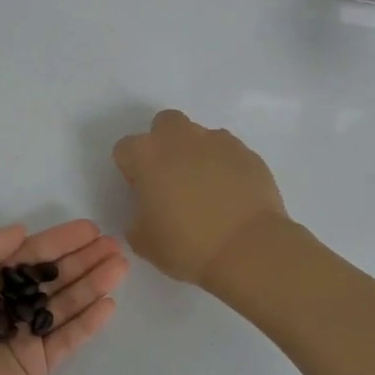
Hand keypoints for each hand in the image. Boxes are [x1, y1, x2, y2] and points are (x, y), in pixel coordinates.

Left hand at [0, 219, 128, 374]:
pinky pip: (67, 339)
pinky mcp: (37, 366)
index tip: (90, 229)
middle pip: (51, 278)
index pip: (26, 255)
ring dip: (92, 284)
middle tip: (115, 245)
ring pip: (64, 305)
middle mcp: (3, 306)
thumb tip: (22, 232)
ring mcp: (22, 337)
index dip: (58, 241)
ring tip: (121, 265)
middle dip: (82, 260)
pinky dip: (88, 322)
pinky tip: (109, 303)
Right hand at [111, 110, 288, 287]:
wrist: (248, 249)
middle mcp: (180, 138)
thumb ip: (136, 218)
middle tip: (172, 178)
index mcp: (147, 155)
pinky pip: (228, 152)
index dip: (131, 170)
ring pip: (199, 136)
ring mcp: (218, 141)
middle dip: (164, 144)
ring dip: (196, 154)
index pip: (125, 149)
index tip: (142, 192)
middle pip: (164, 125)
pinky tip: (231, 194)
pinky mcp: (247, 153)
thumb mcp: (143, 242)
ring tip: (207, 189)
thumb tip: (147, 211)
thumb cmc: (187, 246)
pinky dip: (225, 166)